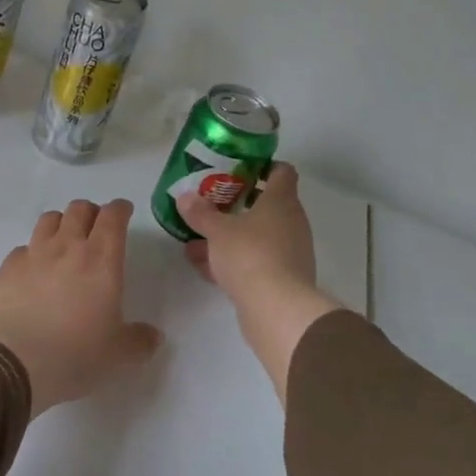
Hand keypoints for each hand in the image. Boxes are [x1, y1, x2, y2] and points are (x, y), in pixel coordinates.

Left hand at [0, 199, 162, 415]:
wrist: (15, 362)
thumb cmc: (76, 354)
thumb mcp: (119, 355)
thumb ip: (140, 341)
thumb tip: (154, 336)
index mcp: (101, 260)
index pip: (113, 217)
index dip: (120, 209)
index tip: (123, 212)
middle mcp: (67, 247)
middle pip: (79, 209)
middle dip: (91, 212)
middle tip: (96, 228)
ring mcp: (34, 254)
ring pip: (49, 219)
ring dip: (61, 223)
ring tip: (64, 241)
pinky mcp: (7, 268)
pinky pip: (23, 247)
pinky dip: (32, 251)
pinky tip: (34, 270)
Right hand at [179, 163, 342, 404]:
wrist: (276, 309)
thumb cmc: (249, 255)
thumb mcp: (217, 230)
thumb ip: (200, 212)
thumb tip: (185, 196)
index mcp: (281, 201)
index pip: (282, 172)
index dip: (263, 166)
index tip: (238, 168)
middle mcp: (291, 223)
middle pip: (267, 205)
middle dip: (238, 204)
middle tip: (212, 202)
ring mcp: (289, 252)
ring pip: (257, 236)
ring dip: (231, 236)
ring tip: (197, 239)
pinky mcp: (282, 279)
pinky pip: (254, 261)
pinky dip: (233, 261)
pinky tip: (205, 267)